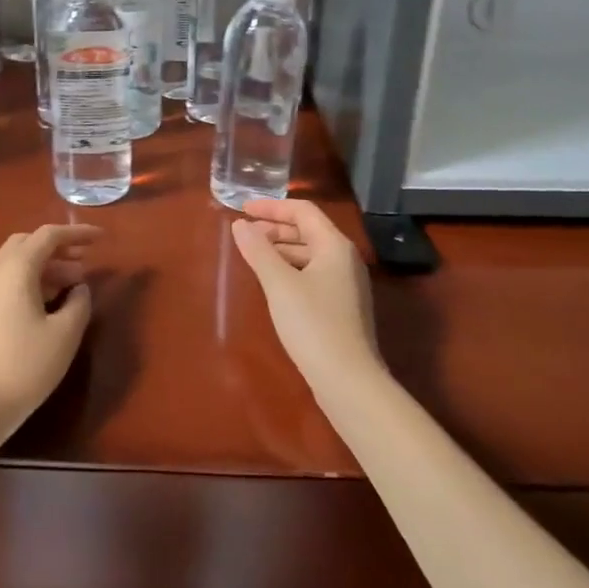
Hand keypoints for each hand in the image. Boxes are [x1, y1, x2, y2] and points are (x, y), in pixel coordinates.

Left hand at [0, 224, 99, 435]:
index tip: (101, 238)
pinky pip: (5, 283)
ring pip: (14, 264)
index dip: (77, 233)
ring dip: (44, 266)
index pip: (48, 236)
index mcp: (15, 270)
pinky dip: (29, 282)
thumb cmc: (25, 366)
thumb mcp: (65, 334)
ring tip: (72, 286)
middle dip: (57, 247)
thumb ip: (79, 303)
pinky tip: (47, 306)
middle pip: (27, 244)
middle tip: (84, 263)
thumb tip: (79, 288)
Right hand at [231, 199, 381, 397]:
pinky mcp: (342, 306)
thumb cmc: (313, 324)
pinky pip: (313, 274)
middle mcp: (345, 258)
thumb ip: (258, 250)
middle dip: (274, 228)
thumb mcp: (279, 284)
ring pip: (309, 254)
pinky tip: (272, 283)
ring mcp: (346, 284)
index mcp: (334, 245)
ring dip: (281, 250)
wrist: (348, 380)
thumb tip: (240, 225)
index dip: (271, 207)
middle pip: (307, 230)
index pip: (302, 211)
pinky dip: (290, 269)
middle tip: (244, 234)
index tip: (242, 209)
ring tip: (252, 256)